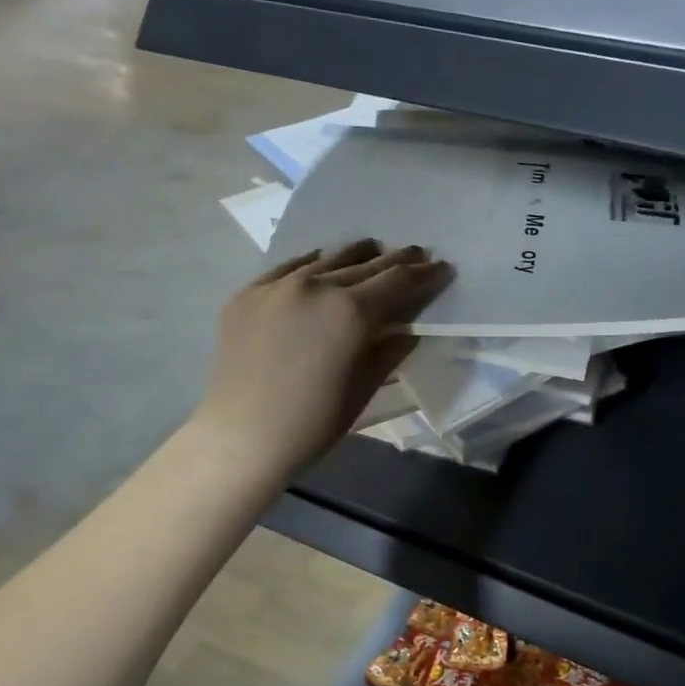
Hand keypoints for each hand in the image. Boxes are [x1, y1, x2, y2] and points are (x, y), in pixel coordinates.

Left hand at [193, 240, 453, 475]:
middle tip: (416, 253)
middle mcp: (314, 286)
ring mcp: (277, 286)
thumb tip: (407, 329)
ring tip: (375, 248)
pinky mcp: (248, 293)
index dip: (425, 275)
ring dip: (356, 254)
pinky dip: (311, 263)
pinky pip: (287, 268)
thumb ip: (390, 350)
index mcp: (349, 312)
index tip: (442, 267)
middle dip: (396, 260)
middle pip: (365, 265)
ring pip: (326, 259)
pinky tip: (321, 260)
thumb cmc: (313, 423)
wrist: (242, 437)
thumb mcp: (364, 387)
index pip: (397, 283)